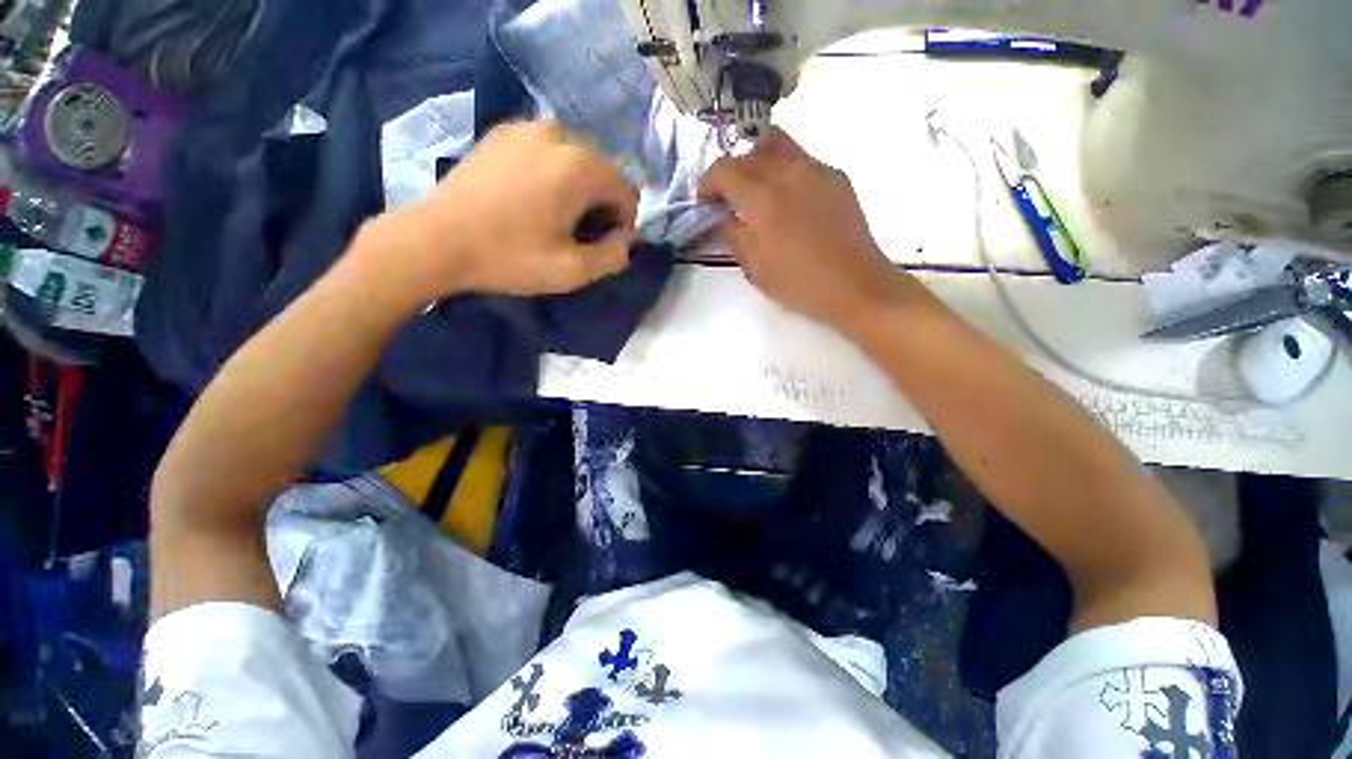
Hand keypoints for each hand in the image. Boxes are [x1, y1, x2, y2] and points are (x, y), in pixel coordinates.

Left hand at [368, 120, 638, 305]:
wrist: (436, 240)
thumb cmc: (509, 257)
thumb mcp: (572, 271)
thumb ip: (613, 256)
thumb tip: (626, 241)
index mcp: (580, 167)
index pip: (627, 191)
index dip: (624, 223)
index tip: (604, 245)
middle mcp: (558, 135)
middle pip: (603, 172)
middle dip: (601, 204)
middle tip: (579, 235)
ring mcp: (526, 128)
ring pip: (575, 160)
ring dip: (578, 188)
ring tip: (555, 217)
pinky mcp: (502, 133)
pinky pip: (547, 151)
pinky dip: (553, 173)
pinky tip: (531, 199)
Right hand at [700, 128, 921, 327]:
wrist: (856, 285)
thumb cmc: (800, 285)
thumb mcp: (756, 269)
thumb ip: (732, 236)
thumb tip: (720, 217)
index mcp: (763, 201)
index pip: (724, 170)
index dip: (707, 183)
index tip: (704, 201)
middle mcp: (788, 174)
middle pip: (747, 154)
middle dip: (729, 173)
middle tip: (727, 200)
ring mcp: (816, 170)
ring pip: (776, 144)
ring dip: (756, 161)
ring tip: (755, 189)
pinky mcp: (836, 176)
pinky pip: (801, 159)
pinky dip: (784, 170)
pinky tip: (787, 199)